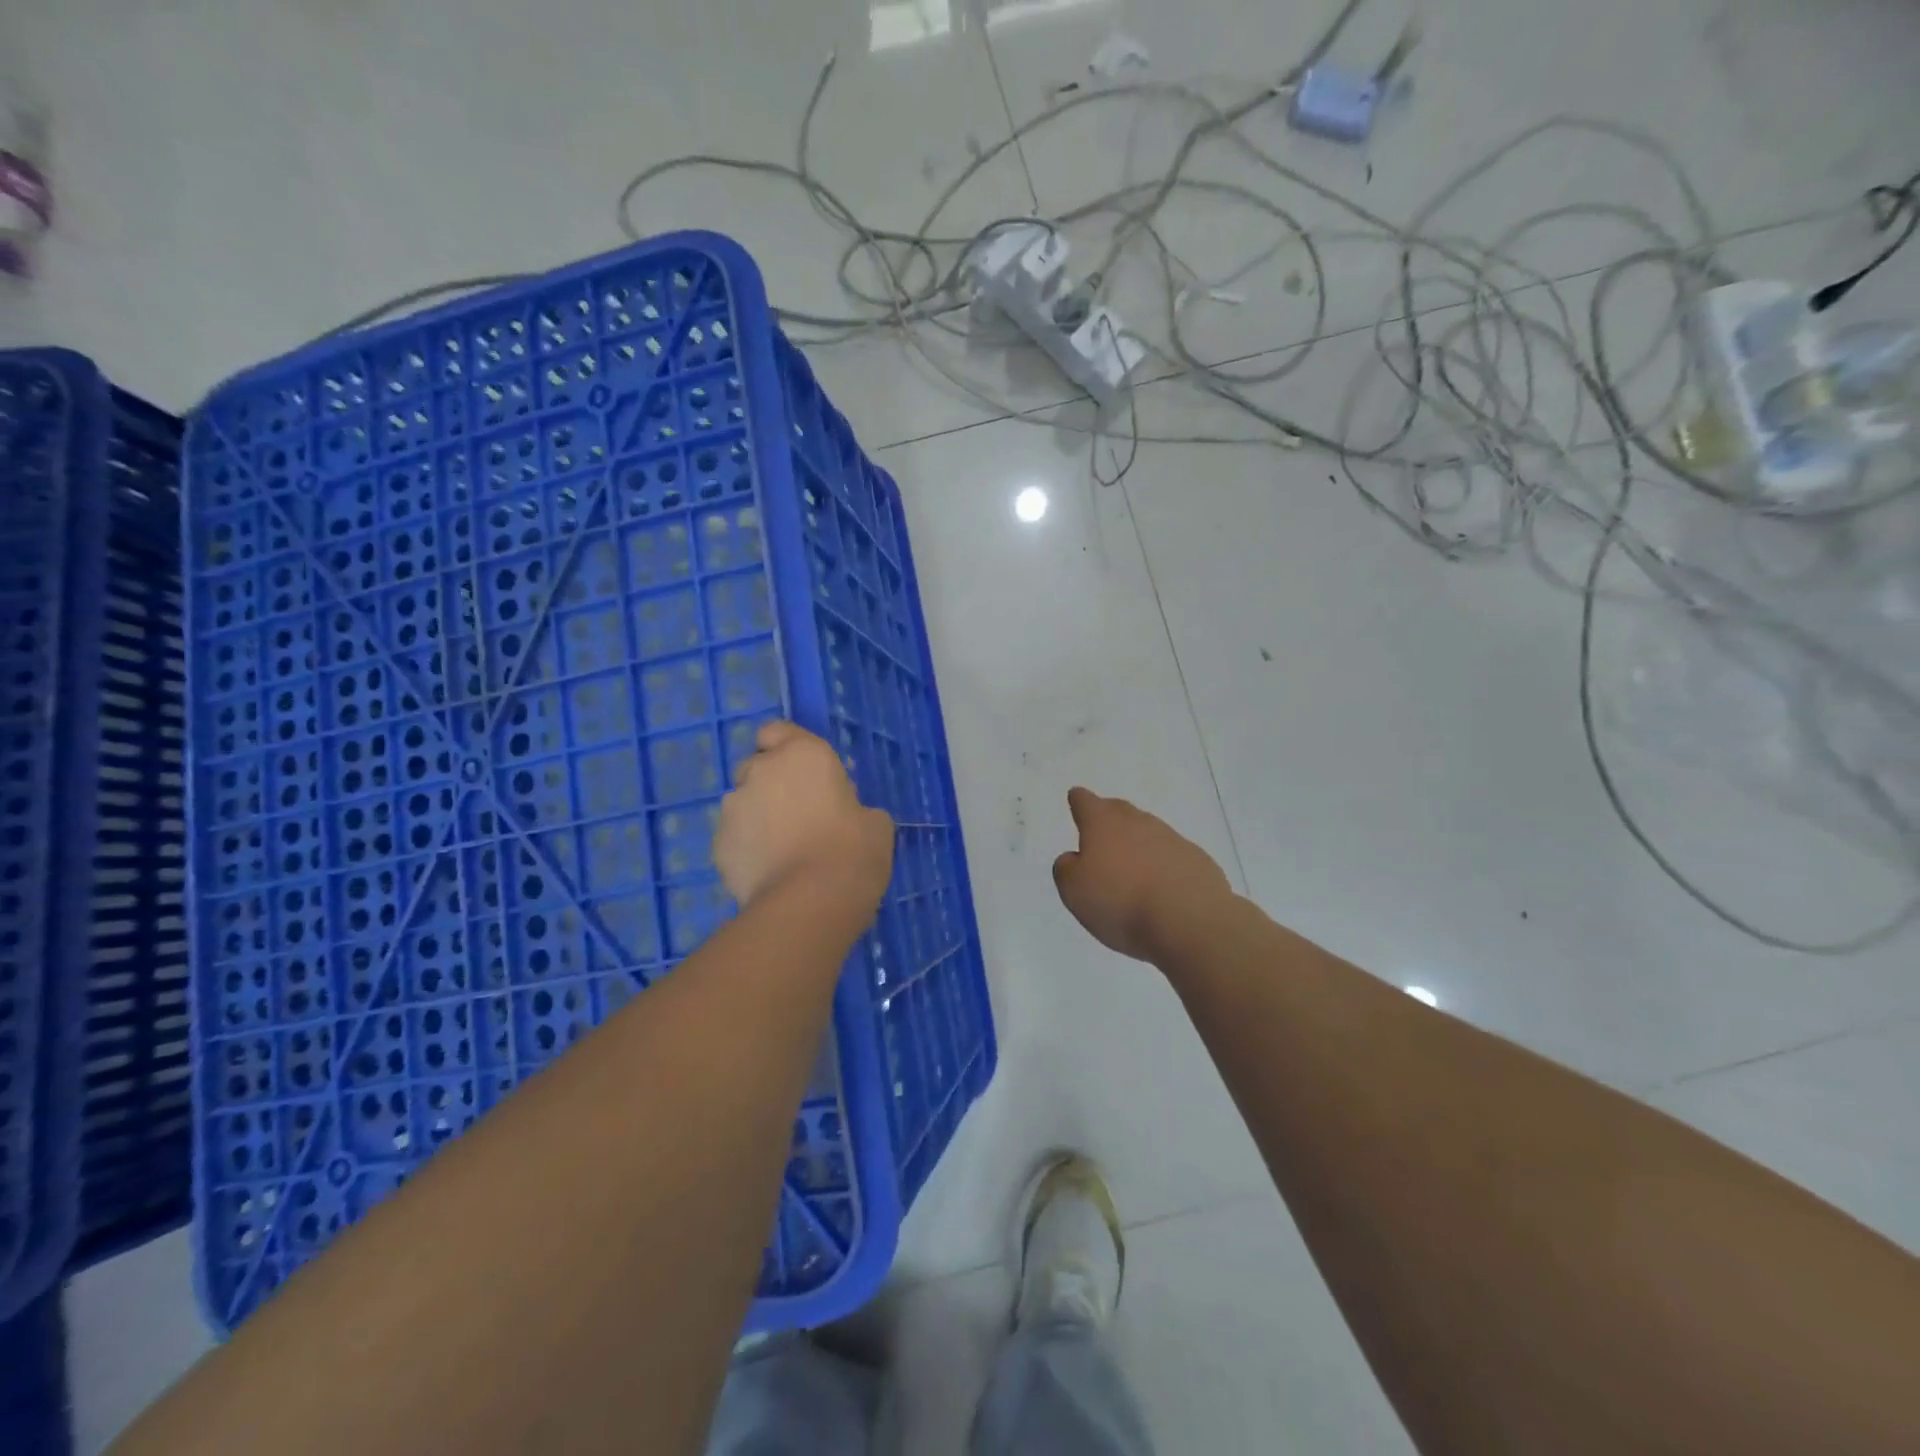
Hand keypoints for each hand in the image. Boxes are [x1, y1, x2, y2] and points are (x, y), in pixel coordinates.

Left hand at [715, 721, 893, 912]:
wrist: (809, 903)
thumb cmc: (853, 852)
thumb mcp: (875, 824)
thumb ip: (855, 808)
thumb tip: (847, 817)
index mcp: (802, 755)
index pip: (777, 730)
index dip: (786, 747)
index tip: (805, 773)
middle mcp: (761, 771)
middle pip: (758, 766)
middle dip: (772, 783)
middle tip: (799, 813)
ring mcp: (733, 808)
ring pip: (743, 803)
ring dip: (758, 816)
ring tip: (783, 850)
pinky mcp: (718, 845)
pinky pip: (735, 838)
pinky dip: (748, 848)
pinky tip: (770, 872)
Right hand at [1052, 787, 1234, 963]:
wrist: (1190, 921)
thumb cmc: (1121, 903)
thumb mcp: (1074, 891)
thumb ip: (1066, 869)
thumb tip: (1074, 858)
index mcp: (1103, 823)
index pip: (1086, 802)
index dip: (1079, 802)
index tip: (1076, 800)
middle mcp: (1138, 822)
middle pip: (1119, 811)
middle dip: (1108, 819)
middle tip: (1101, 837)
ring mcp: (1172, 838)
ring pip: (1148, 833)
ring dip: (1138, 845)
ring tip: (1131, 872)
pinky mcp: (1198, 860)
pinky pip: (1172, 856)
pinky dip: (1163, 866)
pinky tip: (1162, 889)